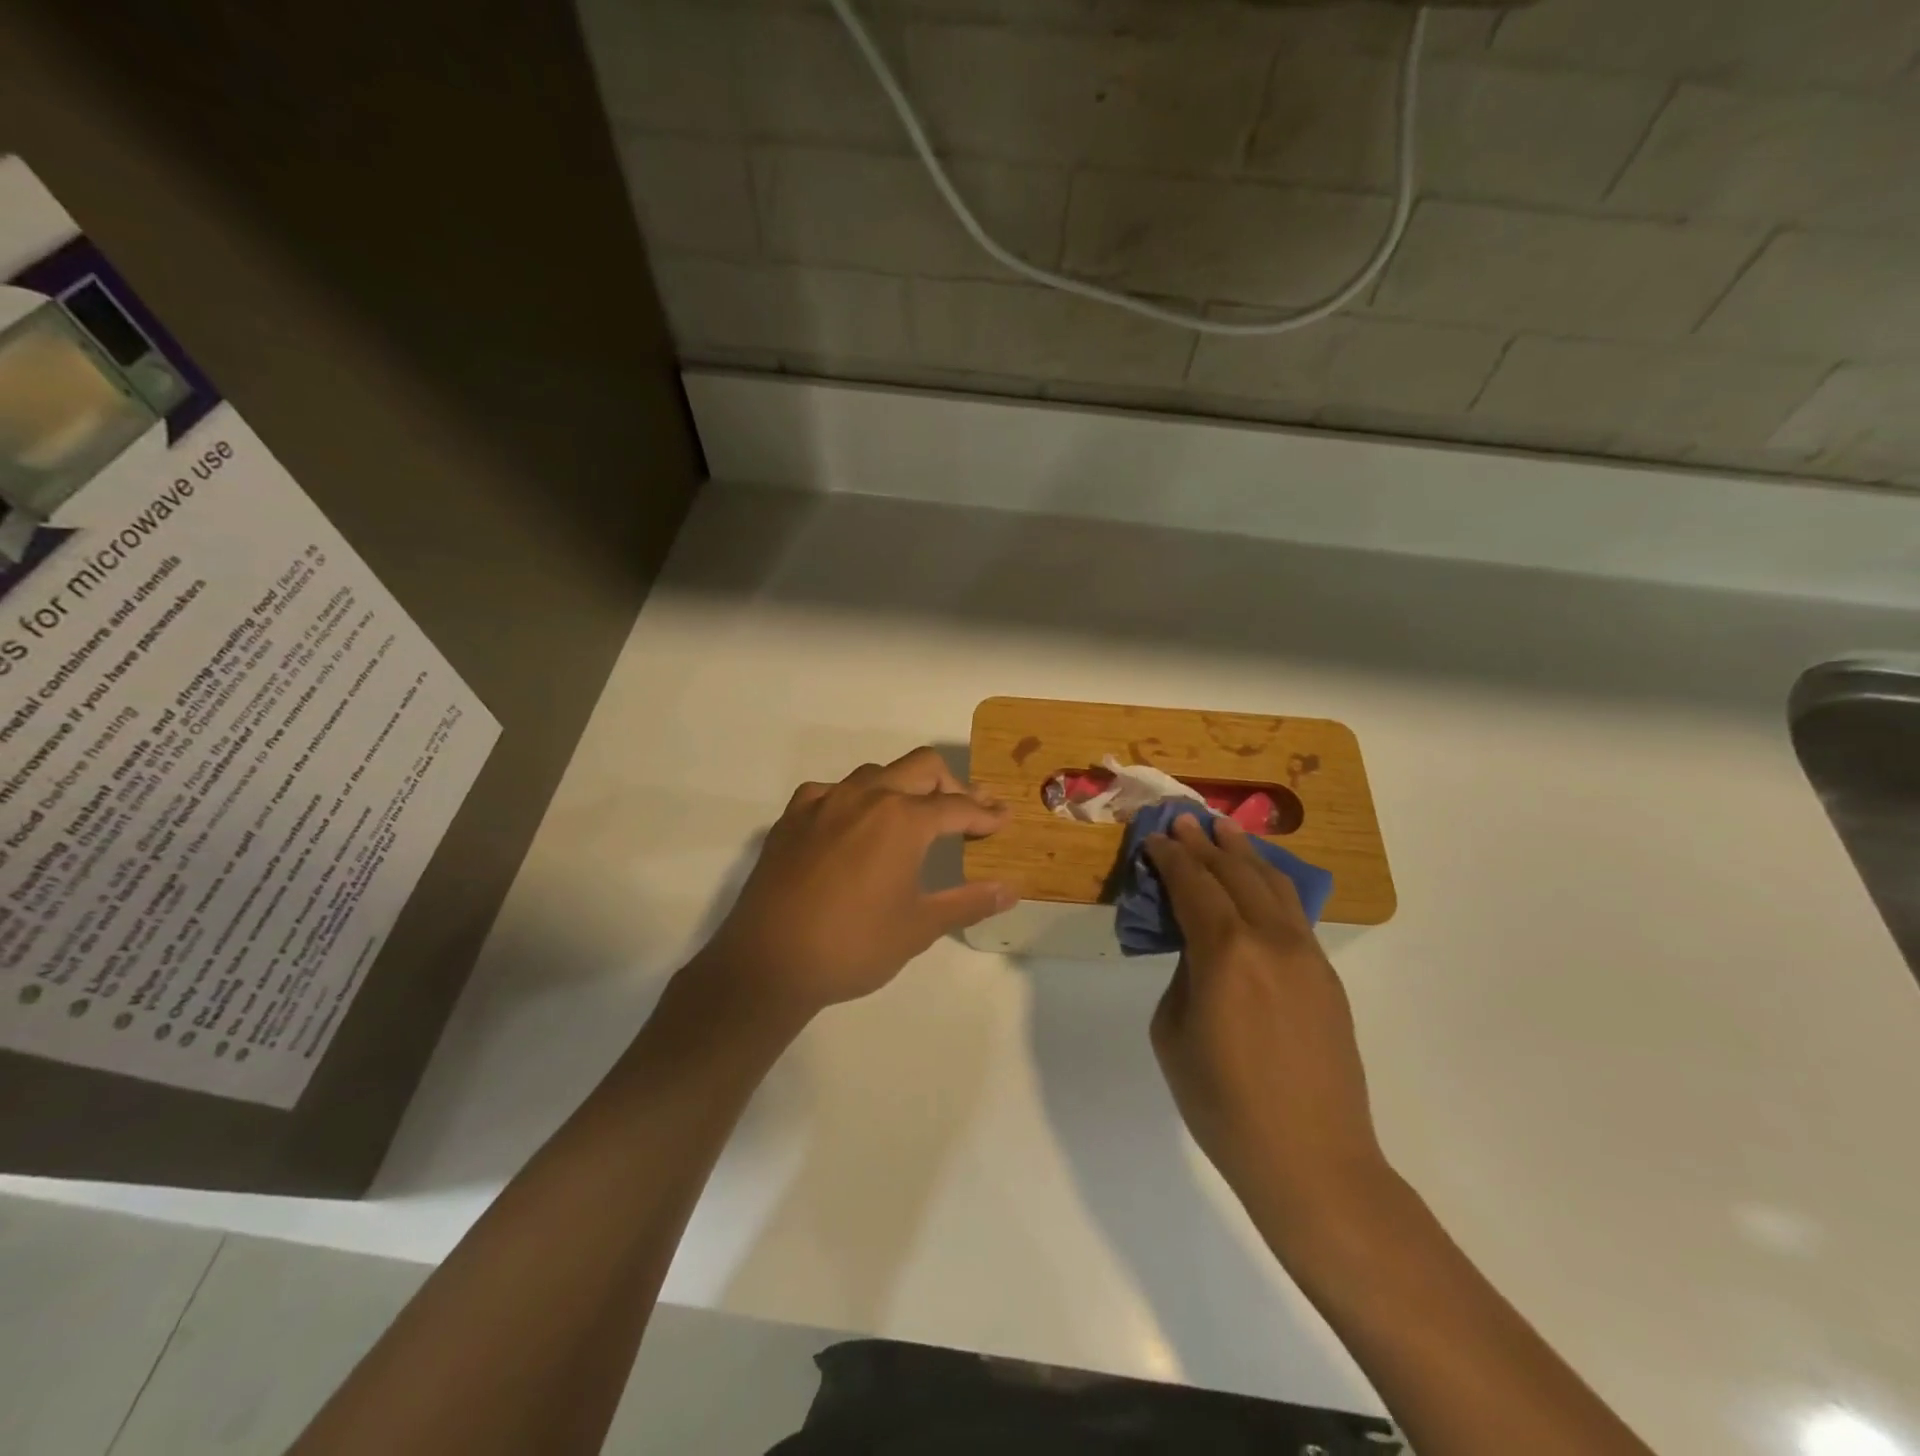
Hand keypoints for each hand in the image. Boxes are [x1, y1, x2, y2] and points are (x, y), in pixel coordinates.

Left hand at [693, 747, 1012, 1022]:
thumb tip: (1011, 889)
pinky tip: (854, 826)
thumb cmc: (854, 945)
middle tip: (967, 812)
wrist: (768, 963)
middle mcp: (866, 796)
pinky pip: (832, 791)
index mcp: (903, 819)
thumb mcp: (919, 927)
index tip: (1003, 820)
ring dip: (904, 787)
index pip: (958, 807)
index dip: (986, 814)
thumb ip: (969, 901)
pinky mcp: (792, 817)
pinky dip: (855, 800)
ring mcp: (824, 802)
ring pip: (876, 773)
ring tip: (913, 818)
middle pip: (922, 767)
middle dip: (952, 785)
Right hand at [1145, 815, 1389, 1228]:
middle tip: (1184, 820)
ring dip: (1244, 853)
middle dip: (1205, 844)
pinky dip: (1270, 884)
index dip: (1171, 857)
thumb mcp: (1173, 1032)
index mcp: (1225, 953)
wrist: (1312, 1160)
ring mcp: (1306, 955)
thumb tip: (1198, 949)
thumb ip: (1183, 975)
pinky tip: (1259, 879)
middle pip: (1234, 874)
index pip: (1193, 885)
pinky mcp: (1326, 976)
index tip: (1154, 838)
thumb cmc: (1223, 1104)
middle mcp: (1270, 940)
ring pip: (1272, 885)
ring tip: (1224, 830)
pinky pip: (1293, 913)